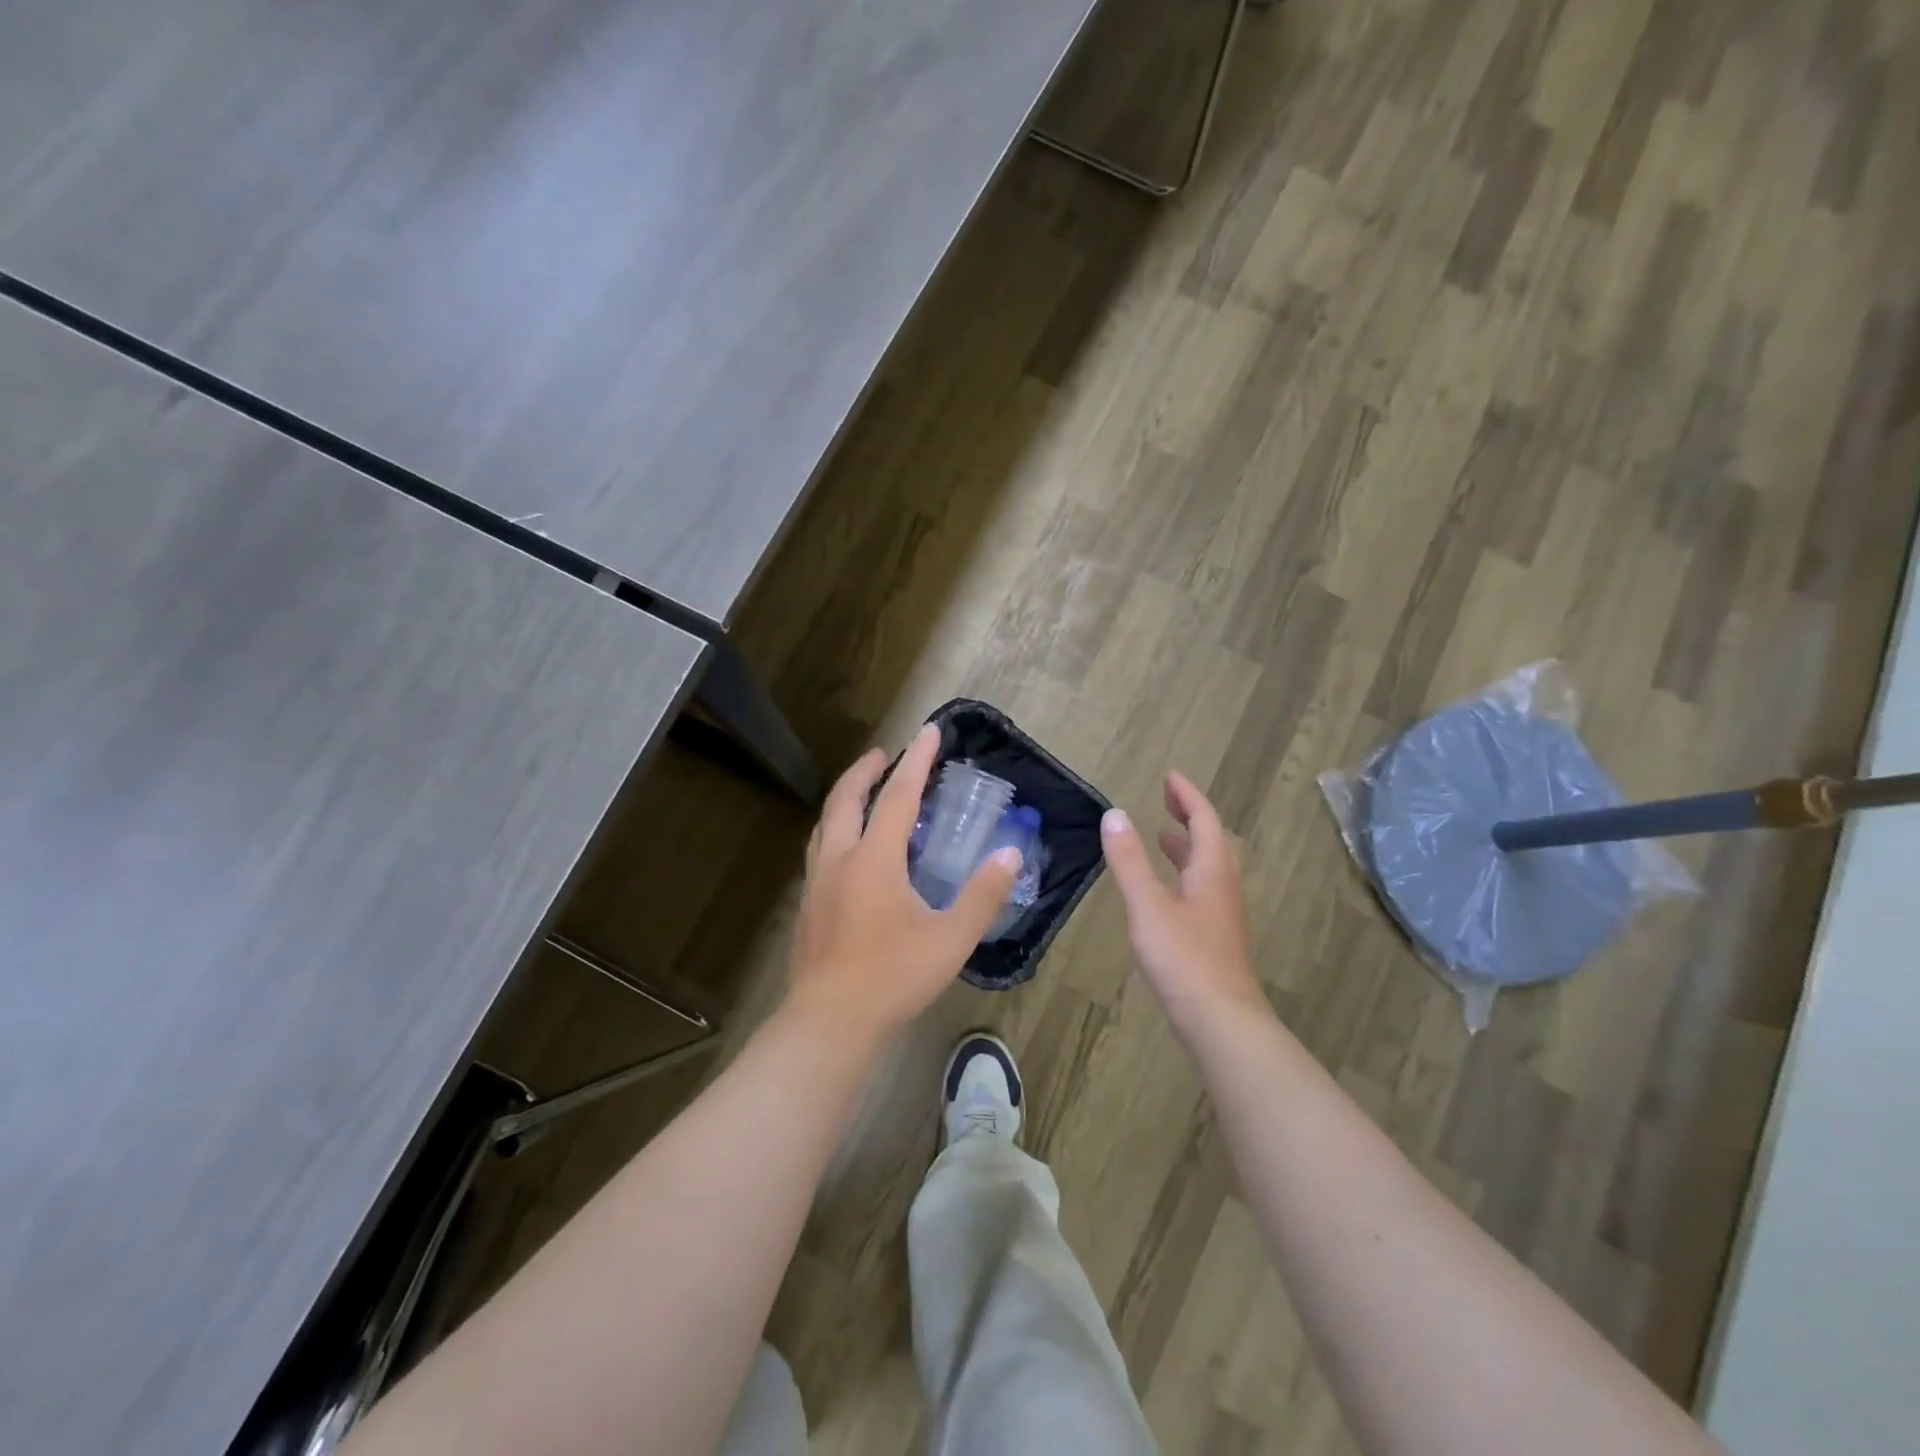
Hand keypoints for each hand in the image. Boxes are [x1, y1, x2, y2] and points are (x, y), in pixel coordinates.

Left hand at [786, 724, 1021, 1041]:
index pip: (898, 795)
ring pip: (826, 823)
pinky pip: (820, 849)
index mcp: (874, 859)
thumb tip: (1010, 855)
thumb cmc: (892, 977)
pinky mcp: (809, 905)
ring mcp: (817, 882)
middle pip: (846, 799)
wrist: (829, 1022)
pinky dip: (836, 829)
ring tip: (863, 792)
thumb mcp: (950, 939)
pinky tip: (848, 850)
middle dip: (866, 770)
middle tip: (884, 754)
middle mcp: (840, 859)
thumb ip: (982, 895)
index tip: (928, 731)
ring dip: (845, 798)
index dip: (916, 761)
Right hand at [1101, 771, 1264, 1025]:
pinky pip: (1203, 891)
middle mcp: (1223, 888)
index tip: (1171, 776)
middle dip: (1190, 817)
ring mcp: (1224, 916)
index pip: (1204, 821)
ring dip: (1188, 847)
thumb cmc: (1183, 958)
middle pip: (1212, 842)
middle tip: (1167, 801)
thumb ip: (1129, 860)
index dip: (1188, 796)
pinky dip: (1185, 875)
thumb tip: (1114, 814)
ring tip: (1164, 838)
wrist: (1222, 1022)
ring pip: (1209, 869)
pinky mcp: (1217, 940)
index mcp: (1211, 872)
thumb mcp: (1148, 905)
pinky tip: (1167, 892)